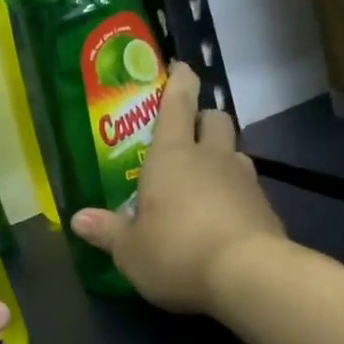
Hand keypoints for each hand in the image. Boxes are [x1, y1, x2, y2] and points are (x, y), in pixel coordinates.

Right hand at [69, 63, 286, 313]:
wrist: (248, 276)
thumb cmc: (176, 252)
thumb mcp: (130, 250)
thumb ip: (107, 231)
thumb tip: (77, 219)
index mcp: (172, 156)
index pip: (177, 105)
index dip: (179, 82)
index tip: (181, 67)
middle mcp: (211, 158)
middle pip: (215, 119)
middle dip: (203, 118)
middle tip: (188, 134)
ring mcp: (244, 180)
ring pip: (235, 152)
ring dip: (220, 156)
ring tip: (203, 179)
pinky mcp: (266, 208)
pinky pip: (248, 187)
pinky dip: (234, 193)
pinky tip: (222, 217)